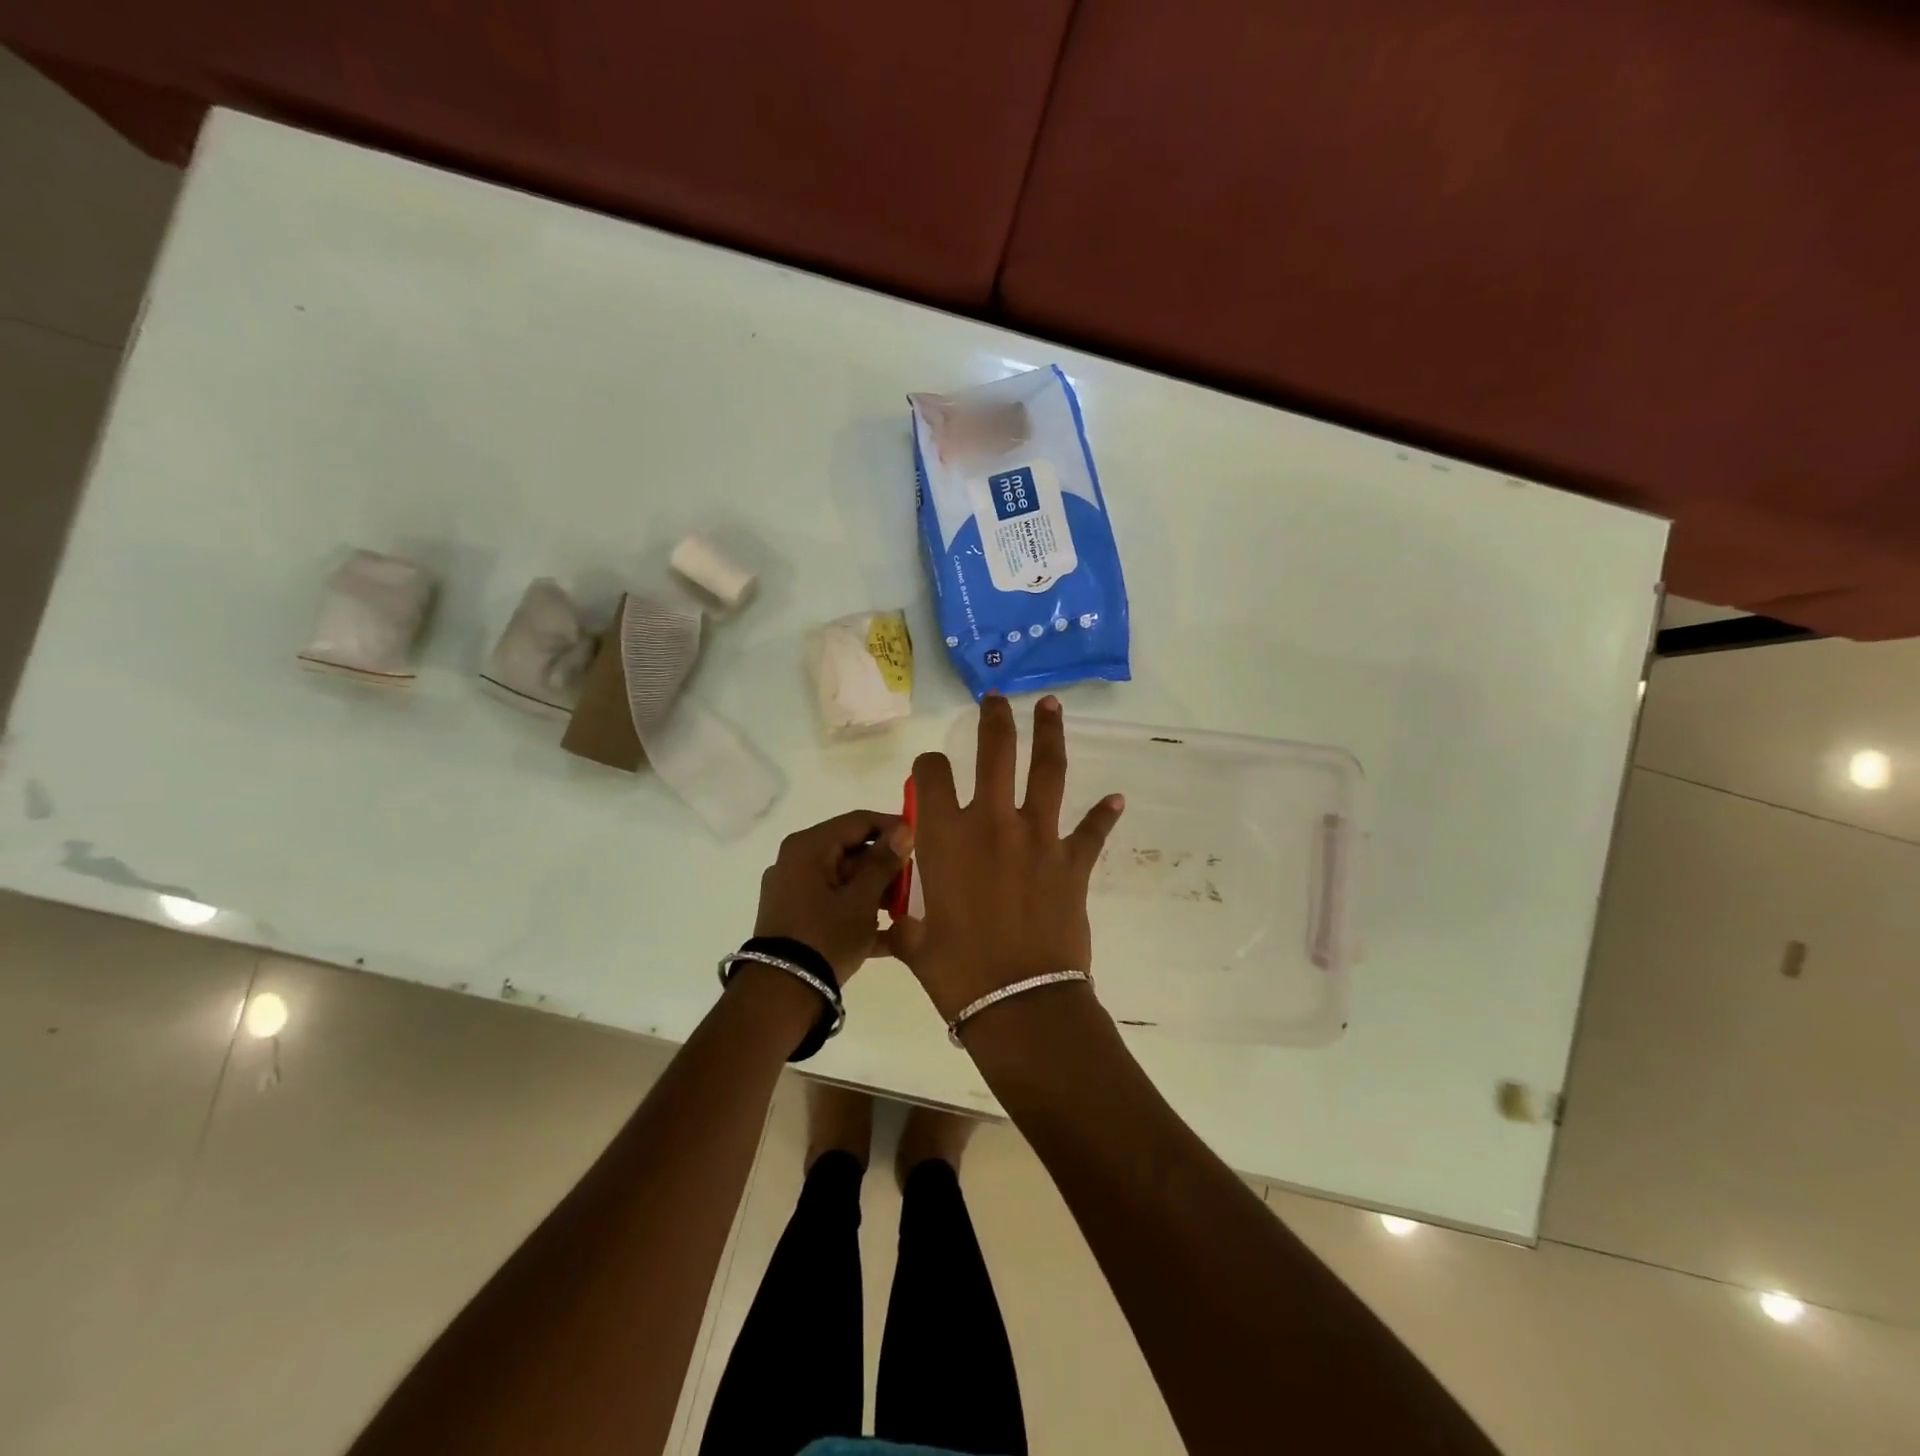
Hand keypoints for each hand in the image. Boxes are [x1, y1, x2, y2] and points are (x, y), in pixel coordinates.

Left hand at [754, 810, 912, 982]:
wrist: (781, 995)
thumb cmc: (825, 936)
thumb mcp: (862, 899)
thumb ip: (883, 862)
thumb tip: (903, 830)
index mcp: (809, 847)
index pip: (858, 821)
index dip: (891, 827)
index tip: (920, 842)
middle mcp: (796, 862)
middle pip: (851, 851)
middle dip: (885, 867)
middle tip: (915, 883)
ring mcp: (793, 892)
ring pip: (844, 880)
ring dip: (876, 893)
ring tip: (906, 912)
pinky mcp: (795, 919)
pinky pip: (833, 905)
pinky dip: (858, 914)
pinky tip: (890, 936)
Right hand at [887, 695, 1123, 1020]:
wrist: (1020, 1002)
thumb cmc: (956, 973)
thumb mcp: (915, 945)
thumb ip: (902, 925)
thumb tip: (887, 928)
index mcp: (944, 837)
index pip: (931, 775)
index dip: (928, 766)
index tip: (930, 770)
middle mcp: (991, 823)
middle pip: (995, 752)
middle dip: (995, 719)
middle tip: (996, 698)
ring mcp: (1038, 837)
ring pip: (1047, 771)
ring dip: (1049, 734)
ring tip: (1050, 705)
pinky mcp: (1073, 861)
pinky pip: (1091, 831)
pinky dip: (1103, 815)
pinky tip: (1115, 800)